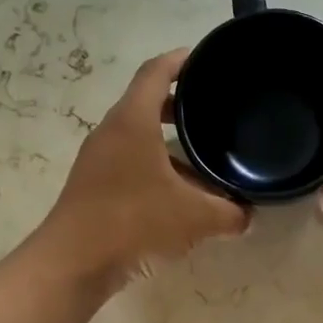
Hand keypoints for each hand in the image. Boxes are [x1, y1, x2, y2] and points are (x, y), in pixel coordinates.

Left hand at [42, 49, 250, 288]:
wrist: (74, 262)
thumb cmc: (135, 223)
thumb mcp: (194, 218)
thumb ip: (229, 214)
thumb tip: (248, 216)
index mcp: (133, 121)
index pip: (156, 72)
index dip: (181, 60)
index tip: (205, 59)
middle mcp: (111, 132)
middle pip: (145, 103)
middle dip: (178, 105)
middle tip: (210, 110)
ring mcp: (97, 160)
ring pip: (137, 139)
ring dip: (167, 144)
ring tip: (202, 159)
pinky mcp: (92, 187)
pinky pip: (129, 165)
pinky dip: (154, 169)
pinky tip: (177, 196)